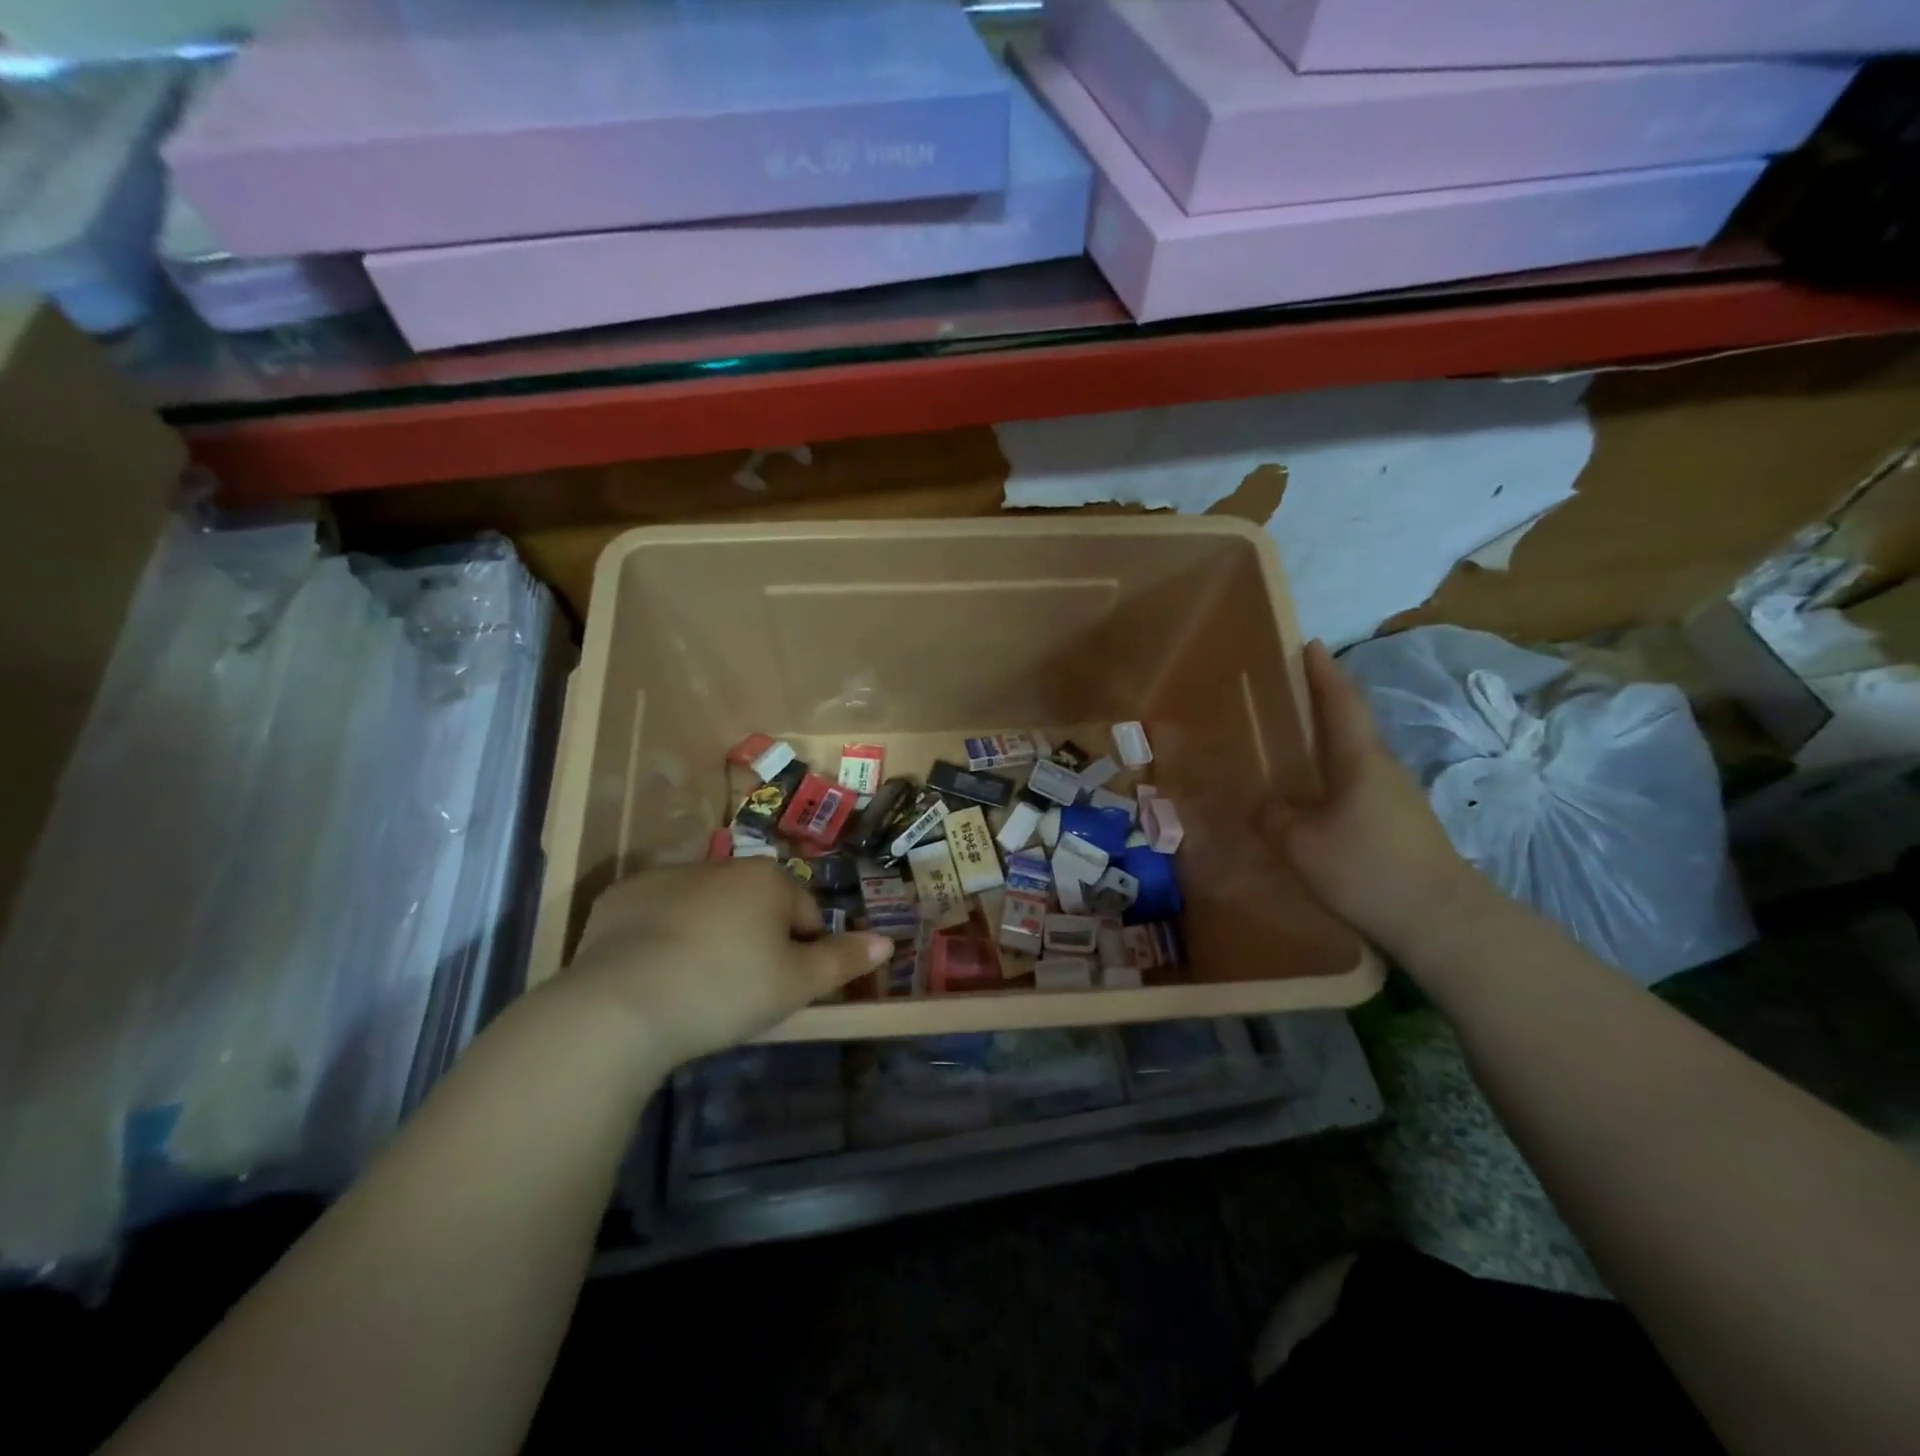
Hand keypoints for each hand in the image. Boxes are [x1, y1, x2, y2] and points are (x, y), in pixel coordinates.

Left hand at [559, 861, 891, 1068]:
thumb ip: (843, 960)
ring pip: (706, 907)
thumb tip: (888, 942)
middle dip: (756, 940)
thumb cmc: (725, 989)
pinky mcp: (620, 897)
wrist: (620, 1007)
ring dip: (710, 935)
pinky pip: (656, 915)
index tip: (783, 990)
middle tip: (740, 991)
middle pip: (756, 906)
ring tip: (694, 987)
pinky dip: (662, 936)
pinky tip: (653, 974)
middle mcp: (721, 864)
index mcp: (768, 878)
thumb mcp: (796, 984)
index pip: (806, 915)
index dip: (804, 954)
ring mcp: (666, 877)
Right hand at [1265, 640, 1493, 958]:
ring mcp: (1398, 798)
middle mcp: (1383, 769)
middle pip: (1351, 726)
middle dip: (1324, 705)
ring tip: (1295, 747)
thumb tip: (1261, 806)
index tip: (1310, 643)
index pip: (1341, 703)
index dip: (1323, 672)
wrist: (1441, 921)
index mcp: (1360, 760)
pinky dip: (1335, 779)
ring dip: (1329, 745)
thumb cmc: (1367, 868)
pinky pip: (1359, 787)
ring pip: (1356, 759)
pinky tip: (1316, 799)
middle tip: (1290, 695)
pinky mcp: (1402, 825)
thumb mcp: (1301, 844)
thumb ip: (1274, 818)